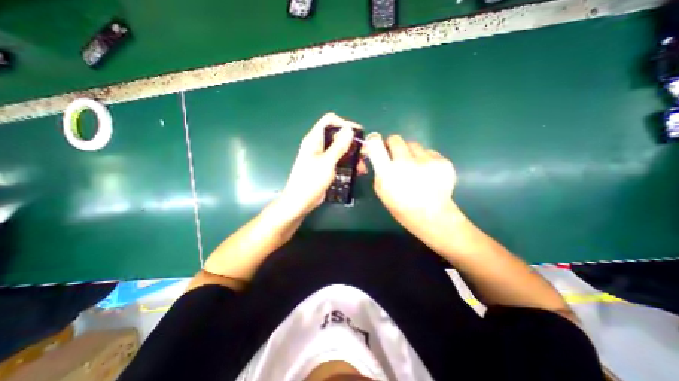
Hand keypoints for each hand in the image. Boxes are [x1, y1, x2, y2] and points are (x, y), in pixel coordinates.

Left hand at [279, 113, 369, 217]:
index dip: (344, 123)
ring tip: (363, 164)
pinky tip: (357, 170)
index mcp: (314, 139)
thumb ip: (338, 146)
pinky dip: (348, 163)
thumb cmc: (311, 181)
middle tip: (365, 152)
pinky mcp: (326, 167)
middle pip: (337, 135)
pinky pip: (339, 160)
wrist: (301, 202)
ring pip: (340, 149)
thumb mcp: (326, 163)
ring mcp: (322, 156)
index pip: (329, 121)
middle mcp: (318, 145)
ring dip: (352, 154)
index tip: (358, 133)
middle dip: (352, 142)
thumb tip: (349, 129)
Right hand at [364, 133, 458, 234]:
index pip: (375, 144)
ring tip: (415, 168)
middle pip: (395, 138)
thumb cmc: (401, 206)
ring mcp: (426, 160)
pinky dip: (425, 159)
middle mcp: (406, 162)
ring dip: (410, 153)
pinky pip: (428, 152)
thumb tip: (377, 154)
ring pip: (413, 144)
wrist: (432, 216)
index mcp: (387, 172)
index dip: (374, 140)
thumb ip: (379, 170)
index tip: (375, 143)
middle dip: (393, 145)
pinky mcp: (442, 161)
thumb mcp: (381, 190)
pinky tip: (428, 173)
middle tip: (396, 156)